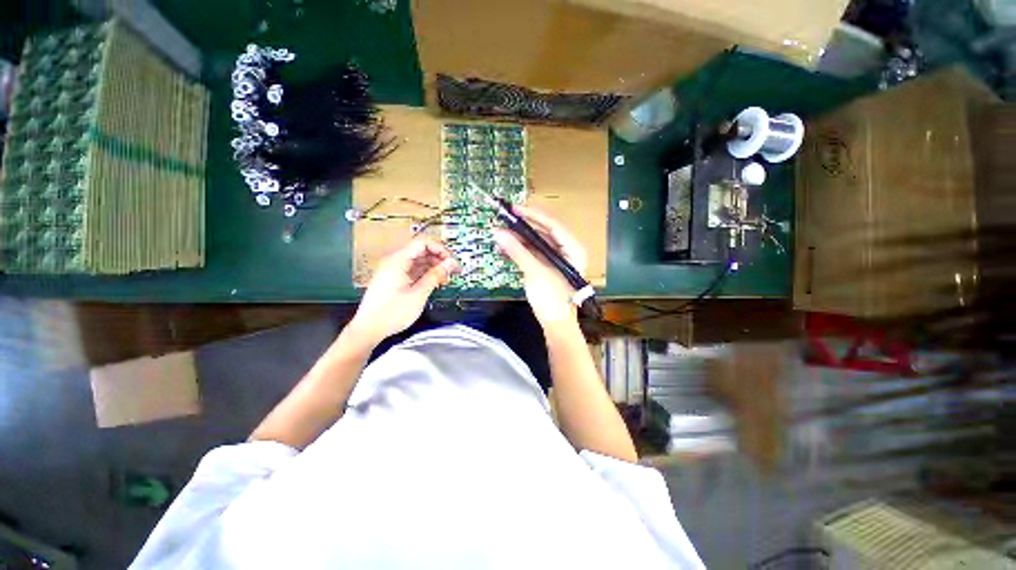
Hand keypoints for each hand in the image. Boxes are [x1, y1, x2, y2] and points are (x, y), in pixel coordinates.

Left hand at [349, 236, 457, 344]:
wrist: (368, 329)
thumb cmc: (392, 313)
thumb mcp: (419, 293)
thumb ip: (435, 275)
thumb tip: (451, 263)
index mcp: (398, 260)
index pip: (423, 243)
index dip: (440, 249)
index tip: (451, 261)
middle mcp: (394, 261)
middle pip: (421, 251)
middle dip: (439, 258)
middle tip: (452, 270)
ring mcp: (393, 270)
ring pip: (418, 261)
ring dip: (433, 267)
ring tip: (445, 278)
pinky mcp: (393, 279)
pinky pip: (412, 270)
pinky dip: (425, 274)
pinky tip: (434, 283)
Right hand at [493, 205, 586, 328]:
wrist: (556, 324)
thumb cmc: (553, 299)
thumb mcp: (536, 273)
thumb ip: (518, 251)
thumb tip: (498, 233)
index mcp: (572, 249)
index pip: (553, 224)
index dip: (533, 215)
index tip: (514, 209)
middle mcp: (566, 250)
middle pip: (544, 231)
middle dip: (523, 226)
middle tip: (504, 219)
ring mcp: (556, 258)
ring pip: (536, 241)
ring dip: (518, 238)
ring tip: (499, 234)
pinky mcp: (546, 266)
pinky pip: (532, 252)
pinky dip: (519, 250)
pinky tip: (505, 248)